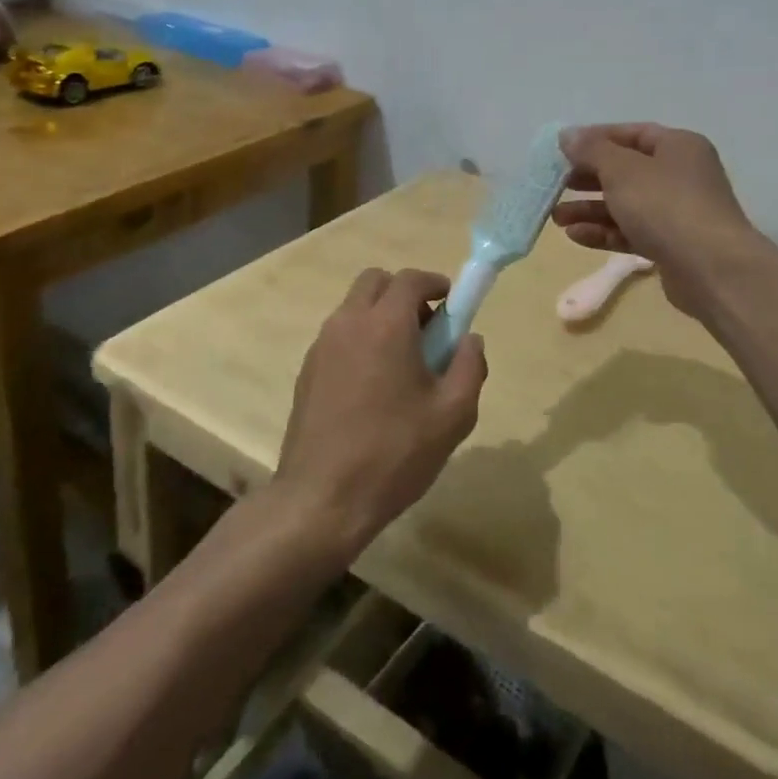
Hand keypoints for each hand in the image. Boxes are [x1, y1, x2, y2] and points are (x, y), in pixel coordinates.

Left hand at [275, 269, 487, 561]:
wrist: (322, 499)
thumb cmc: (395, 453)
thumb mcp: (453, 414)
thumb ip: (470, 366)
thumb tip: (470, 339)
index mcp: (385, 325)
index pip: (410, 278)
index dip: (435, 283)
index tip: (452, 304)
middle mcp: (348, 323)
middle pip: (375, 281)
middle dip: (404, 294)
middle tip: (427, 330)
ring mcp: (322, 346)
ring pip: (354, 308)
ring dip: (381, 316)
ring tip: (403, 364)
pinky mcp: (307, 371)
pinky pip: (339, 336)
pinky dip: (360, 340)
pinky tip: (373, 387)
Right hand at [555, 124, 760, 317]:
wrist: (711, 270)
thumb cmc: (666, 206)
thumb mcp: (622, 170)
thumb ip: (591, 150)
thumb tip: (567, 135)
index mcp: (678, 146)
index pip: (631, 133)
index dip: (595, 139)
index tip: (561, 150)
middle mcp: (681, 175)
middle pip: (626, 170)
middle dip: (588, 178)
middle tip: (557, 184)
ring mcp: (678, 213)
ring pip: (626, 204)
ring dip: (590, 209)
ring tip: (557, 217)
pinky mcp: (671, 246)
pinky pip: (632, 232)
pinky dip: (605, 232)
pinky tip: (575, 236)